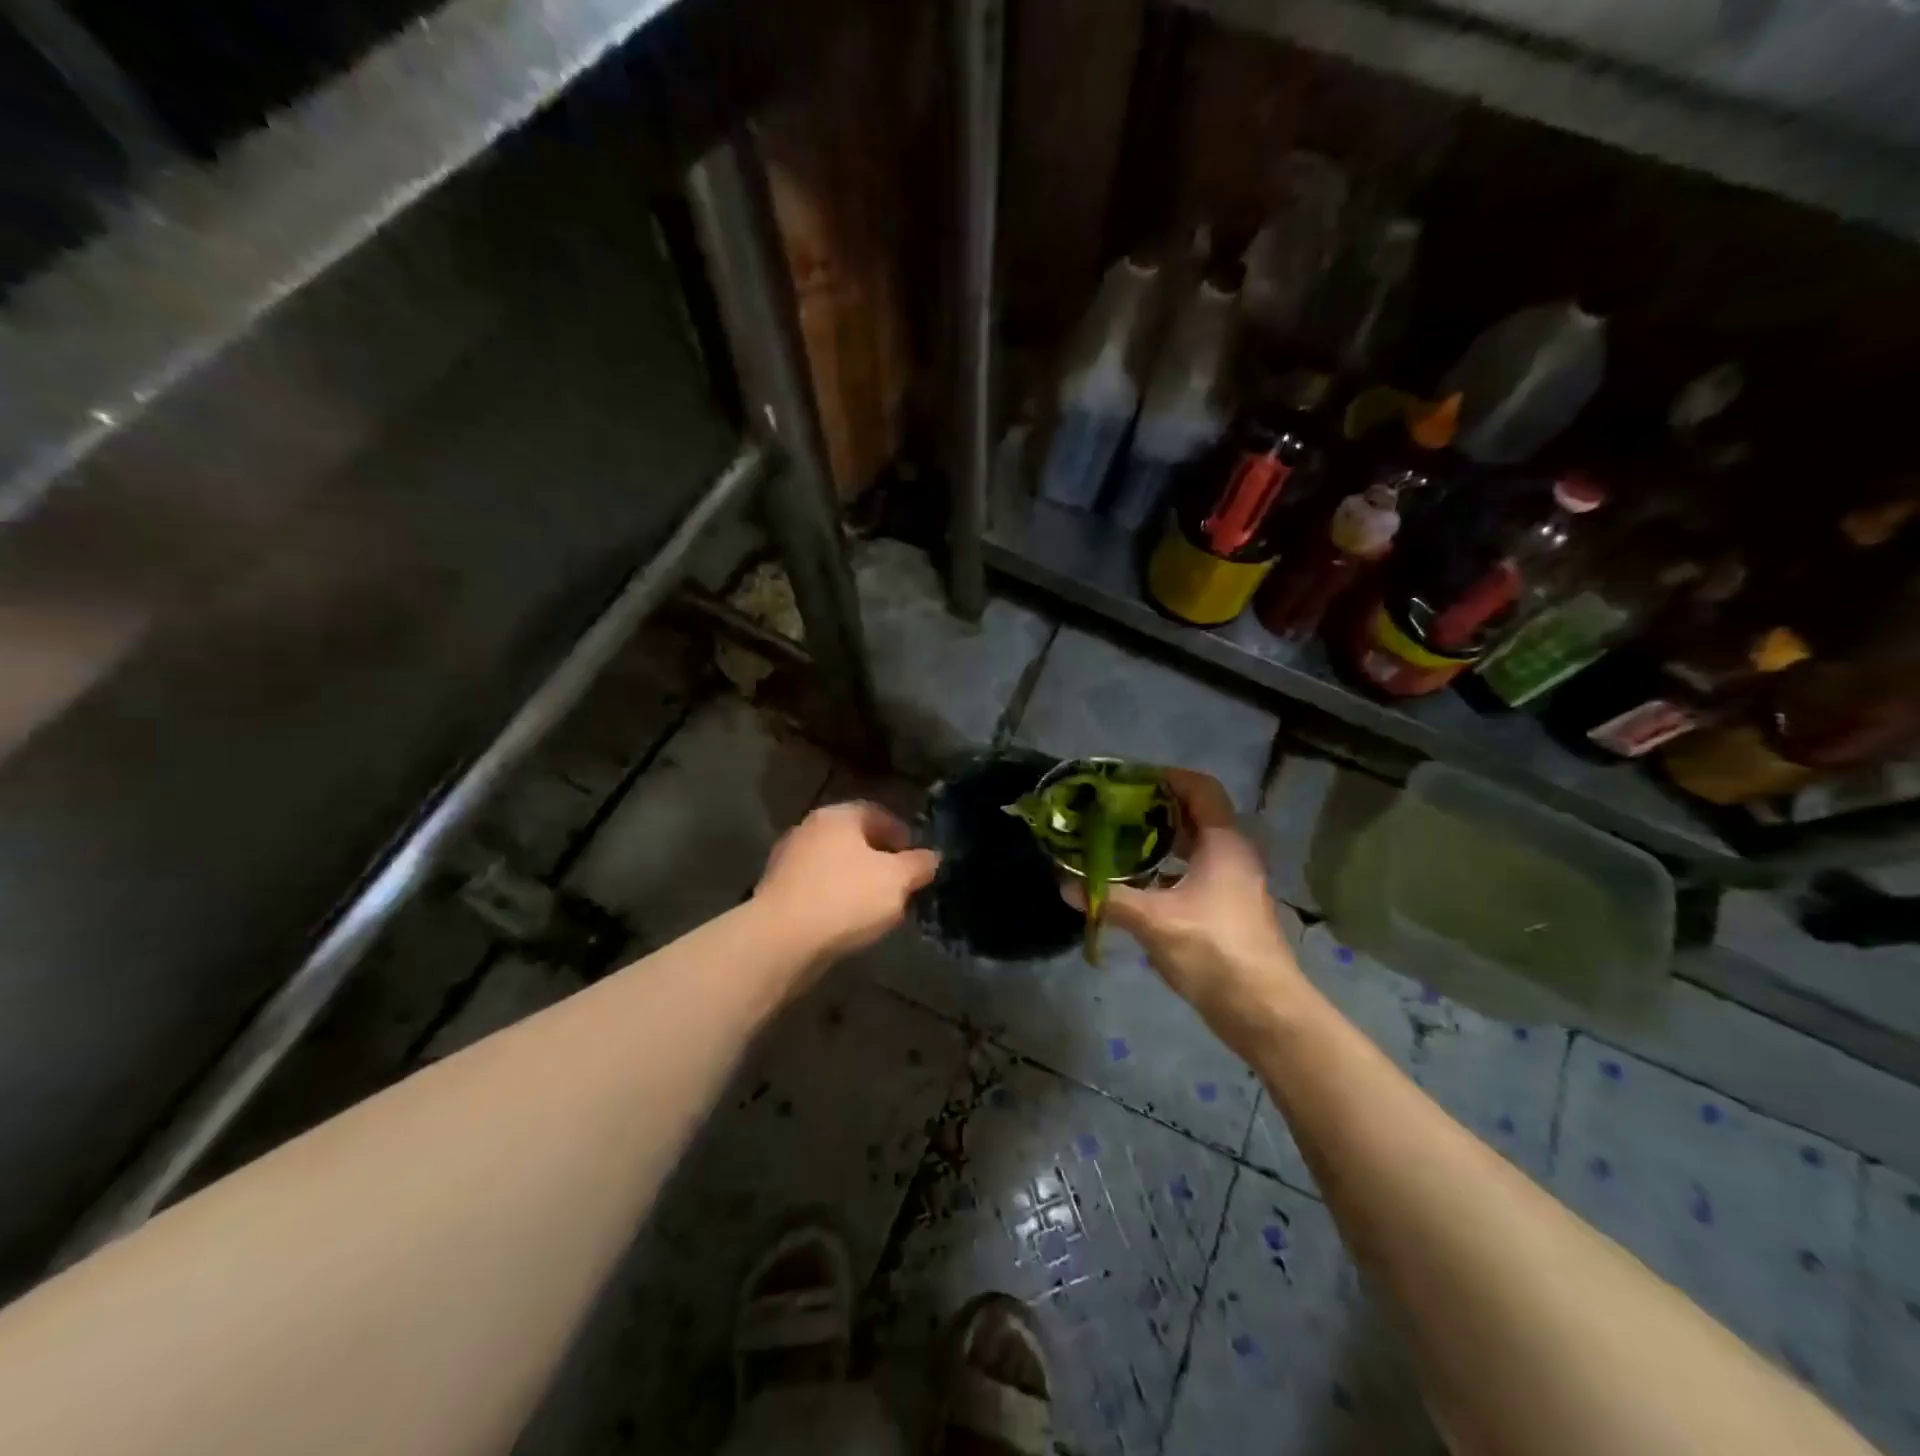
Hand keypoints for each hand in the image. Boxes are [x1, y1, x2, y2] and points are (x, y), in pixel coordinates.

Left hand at [756, 801, 940, 962]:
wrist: (781, 940)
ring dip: (857, 881)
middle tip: (901, 884)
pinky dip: (835, 898)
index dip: (902, 834)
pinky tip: (848, 922)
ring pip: (834, 865)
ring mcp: (788, 860)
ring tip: (877, 907)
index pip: (877, 813)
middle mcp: (809, 829)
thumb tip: (931, 857)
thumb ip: (918, 865)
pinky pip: (817, 888)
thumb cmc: (845, 898)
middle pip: (854, 839)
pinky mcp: (776, 891)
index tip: (917, 859)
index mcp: (838, 816)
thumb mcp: (896, 881)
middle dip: (880, 859)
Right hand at [1093, 769, 1307, 1043]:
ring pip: (1196, 847)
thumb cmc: (1213, 950)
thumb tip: (1066, 884)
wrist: (1263, 1011)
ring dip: (1161, 841)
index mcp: (1223, 843)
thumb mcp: (1154, 921)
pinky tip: (1138, 884)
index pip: (1200, 788)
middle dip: (1156, 809)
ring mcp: (1234, 884)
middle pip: (1195, 815)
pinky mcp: (1229, 909)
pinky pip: (1196, 873)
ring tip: (1120, 841)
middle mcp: (1234, 855)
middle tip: (1114, 811)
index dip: (1167, 778)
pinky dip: (1168, 870)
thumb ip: (1109, 899)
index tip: (1130, 781)